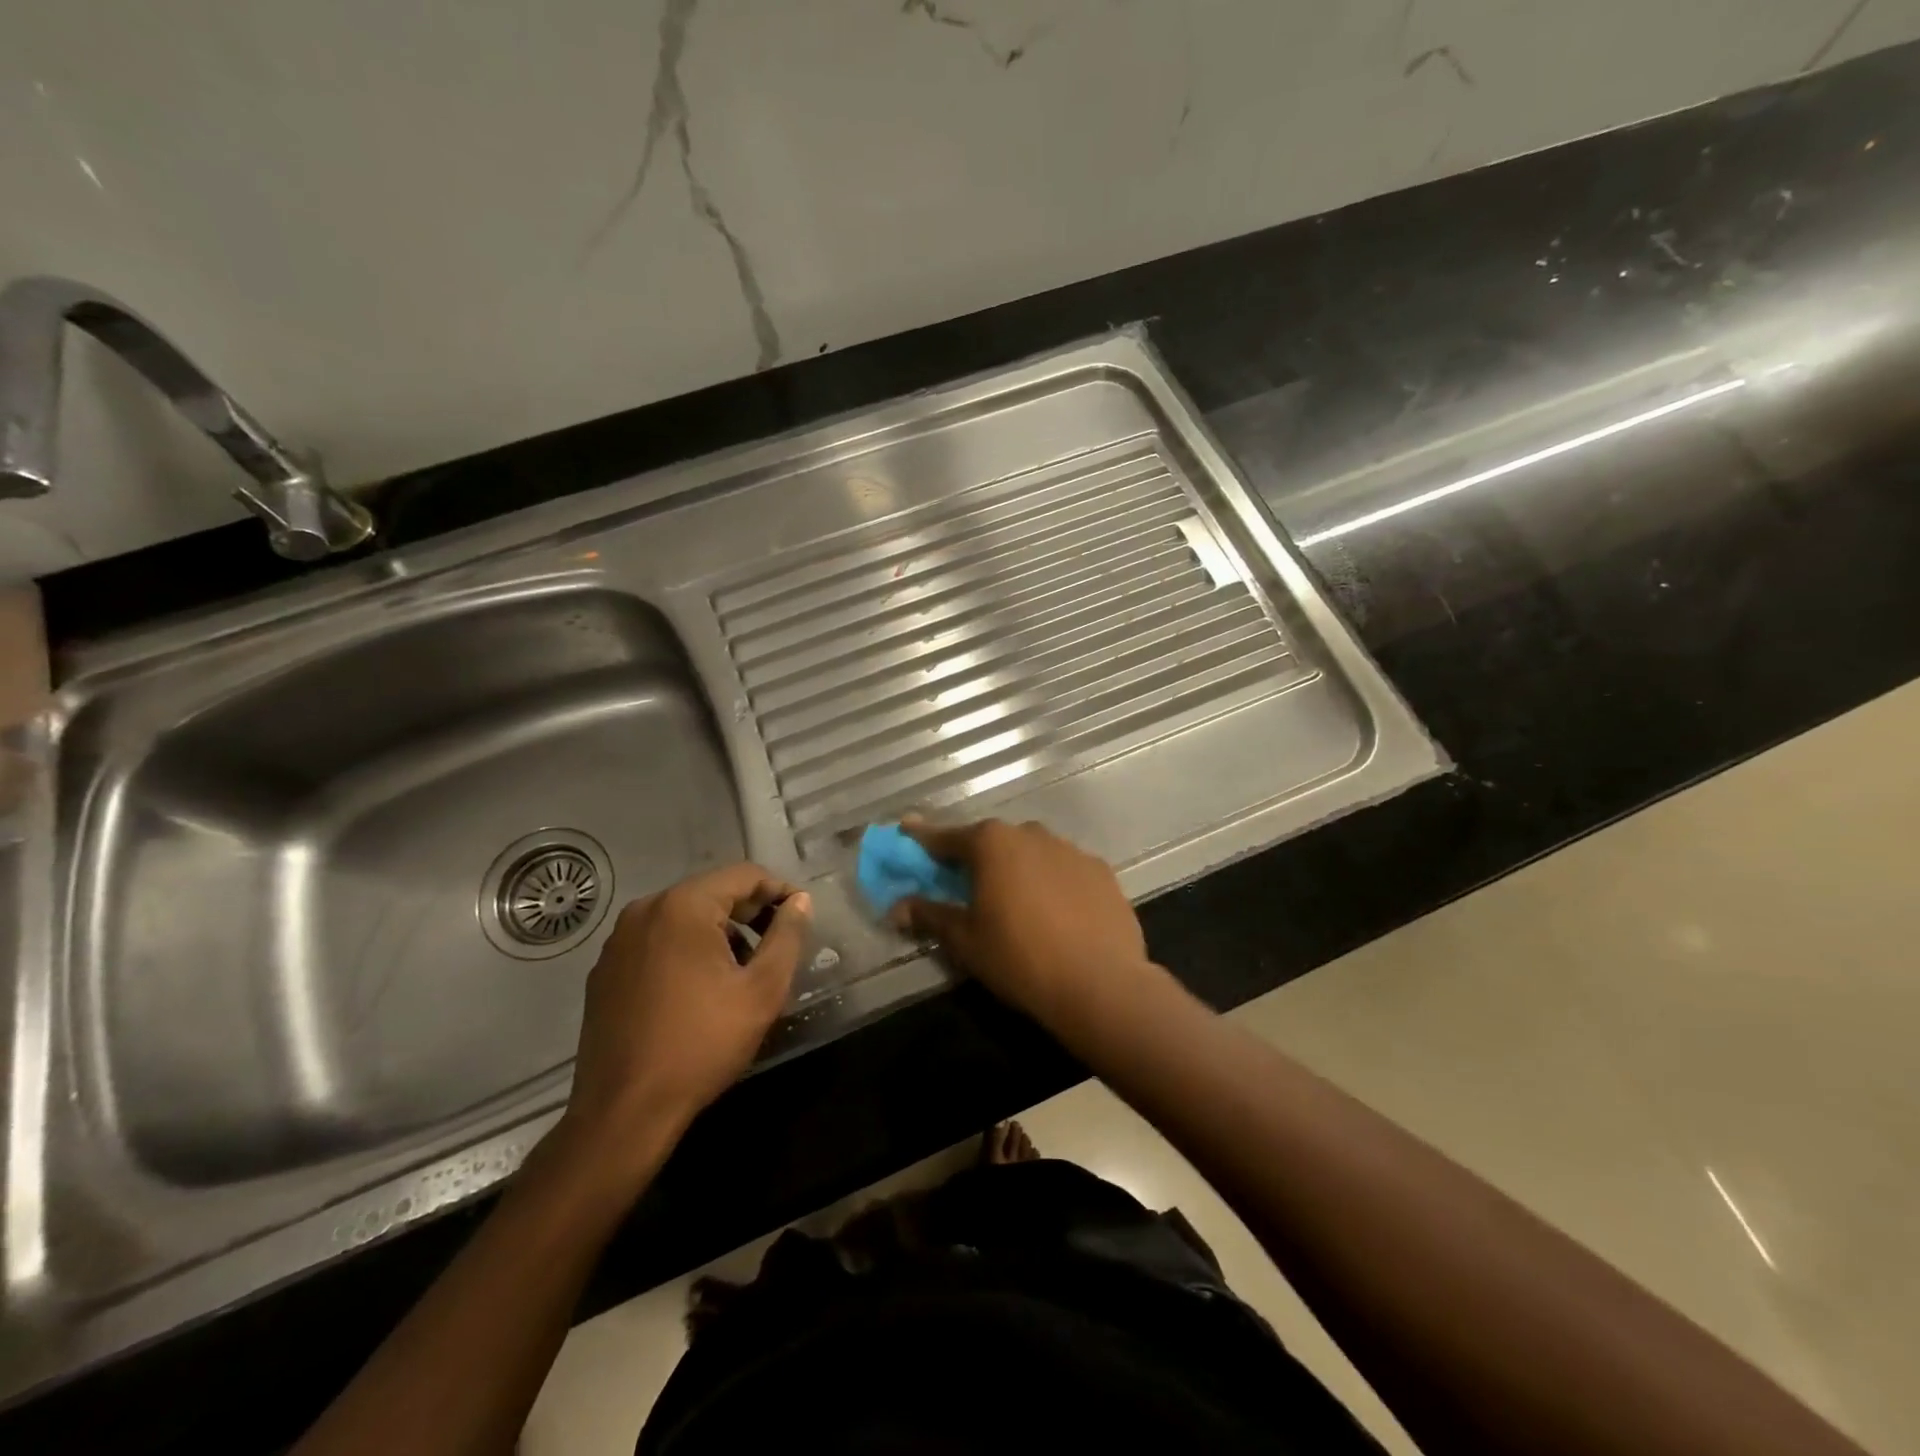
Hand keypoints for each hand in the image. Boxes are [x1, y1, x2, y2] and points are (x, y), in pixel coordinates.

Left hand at [563, 864, 810, 1155]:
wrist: (624, 1112)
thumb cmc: (702, 1044)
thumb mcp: (762, 990)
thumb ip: (787, 937)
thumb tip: (799, 902)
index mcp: (683, 906)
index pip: (744, 875)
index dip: (779, 891)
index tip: (800, 920)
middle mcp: (645, 910)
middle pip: (712, 892)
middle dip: (749, 913)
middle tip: (776, 948)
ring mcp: (619, 941)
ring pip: (684, 917)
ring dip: (719, 933)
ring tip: (741, 972)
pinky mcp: (605, 970)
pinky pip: (657, 942)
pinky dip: (686, 951)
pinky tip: (699, 990)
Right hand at [891, 818, 1156, 1024]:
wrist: (1100, 984)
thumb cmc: (1019, 958)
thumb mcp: (965, 940)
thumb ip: (930, 915)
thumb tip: (897, 907)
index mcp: (992, 843)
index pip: (946, 837)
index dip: (923, 839)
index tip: (906, 831)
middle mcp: (1030, 833)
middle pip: (992, 841)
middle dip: (974, 857)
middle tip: (964, 882)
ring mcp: (1070, 849)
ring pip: (1031, 853)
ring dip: (1016, 868)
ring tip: (1014, 902)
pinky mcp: (1100, 871)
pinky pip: (1063, 870)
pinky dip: (1051, 882)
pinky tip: (1054, 913)